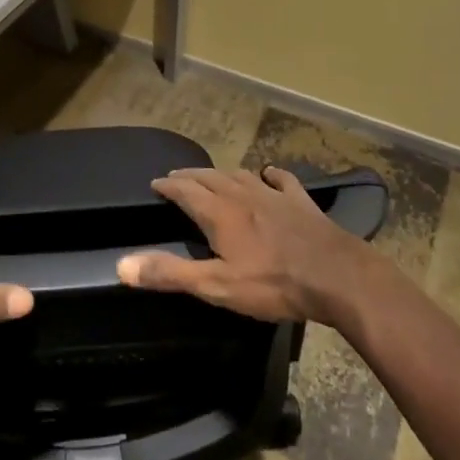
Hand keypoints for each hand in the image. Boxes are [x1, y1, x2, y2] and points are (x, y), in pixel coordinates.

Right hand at [115, 165, 385, 326]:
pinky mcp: (301, 202)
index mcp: (219, 214)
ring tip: (212, 176)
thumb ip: (171, 274)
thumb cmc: (273, 283)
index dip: (169, 186)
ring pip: (240, 175)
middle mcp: (242, 195)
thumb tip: (122, 265)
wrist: (336, 276)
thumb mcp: (217, 286)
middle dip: (190, 176)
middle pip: (210, 178)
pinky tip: (269, 173)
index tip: (156, 183)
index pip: (185, 191)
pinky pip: (282, 180)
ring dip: (222, 174)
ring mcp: (274, 195)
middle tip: (177, 177)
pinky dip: (270, 174)